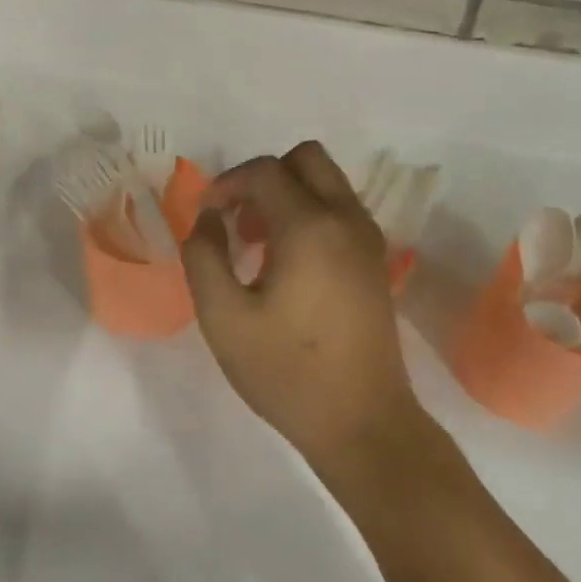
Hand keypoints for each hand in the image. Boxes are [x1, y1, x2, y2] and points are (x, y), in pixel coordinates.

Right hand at [182, 142, 424, 471]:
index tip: (206, 217)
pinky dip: (309, 215)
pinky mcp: (376, 263)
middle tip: (237, 220)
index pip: (265, 171)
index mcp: (310, 227)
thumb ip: (204, 257)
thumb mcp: (224, 318)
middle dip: (264, 177)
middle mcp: (346, 220)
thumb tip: (208, 220)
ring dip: (288, 196)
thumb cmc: (286, 372)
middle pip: (307, 158)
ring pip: (327, 183)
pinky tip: (286, 265)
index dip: (227, 184)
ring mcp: (368, 240)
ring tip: (256, 246)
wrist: (363, 423)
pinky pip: (340, 212)